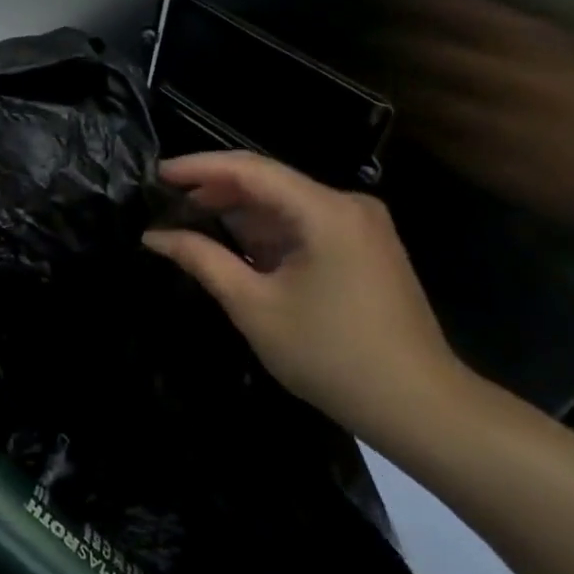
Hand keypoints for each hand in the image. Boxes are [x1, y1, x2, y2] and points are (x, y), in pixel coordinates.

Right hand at [143, 152, 475, 447]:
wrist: (419, 406)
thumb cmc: (330, 355)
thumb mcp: (254, 306)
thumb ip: (202, 260)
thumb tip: (154, 236)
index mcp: (326, 211)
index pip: (250, 169)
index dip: (198, 167)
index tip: (156, 174)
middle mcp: (348, 206)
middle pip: (268, 182)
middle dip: (214, 190)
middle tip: (164, 202)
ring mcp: (360, 226)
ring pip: (284, 204)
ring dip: (237, 213)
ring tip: (187, 222)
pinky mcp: (363, 248)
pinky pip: (302, 225)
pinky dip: (264, 232)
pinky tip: (231, 245)